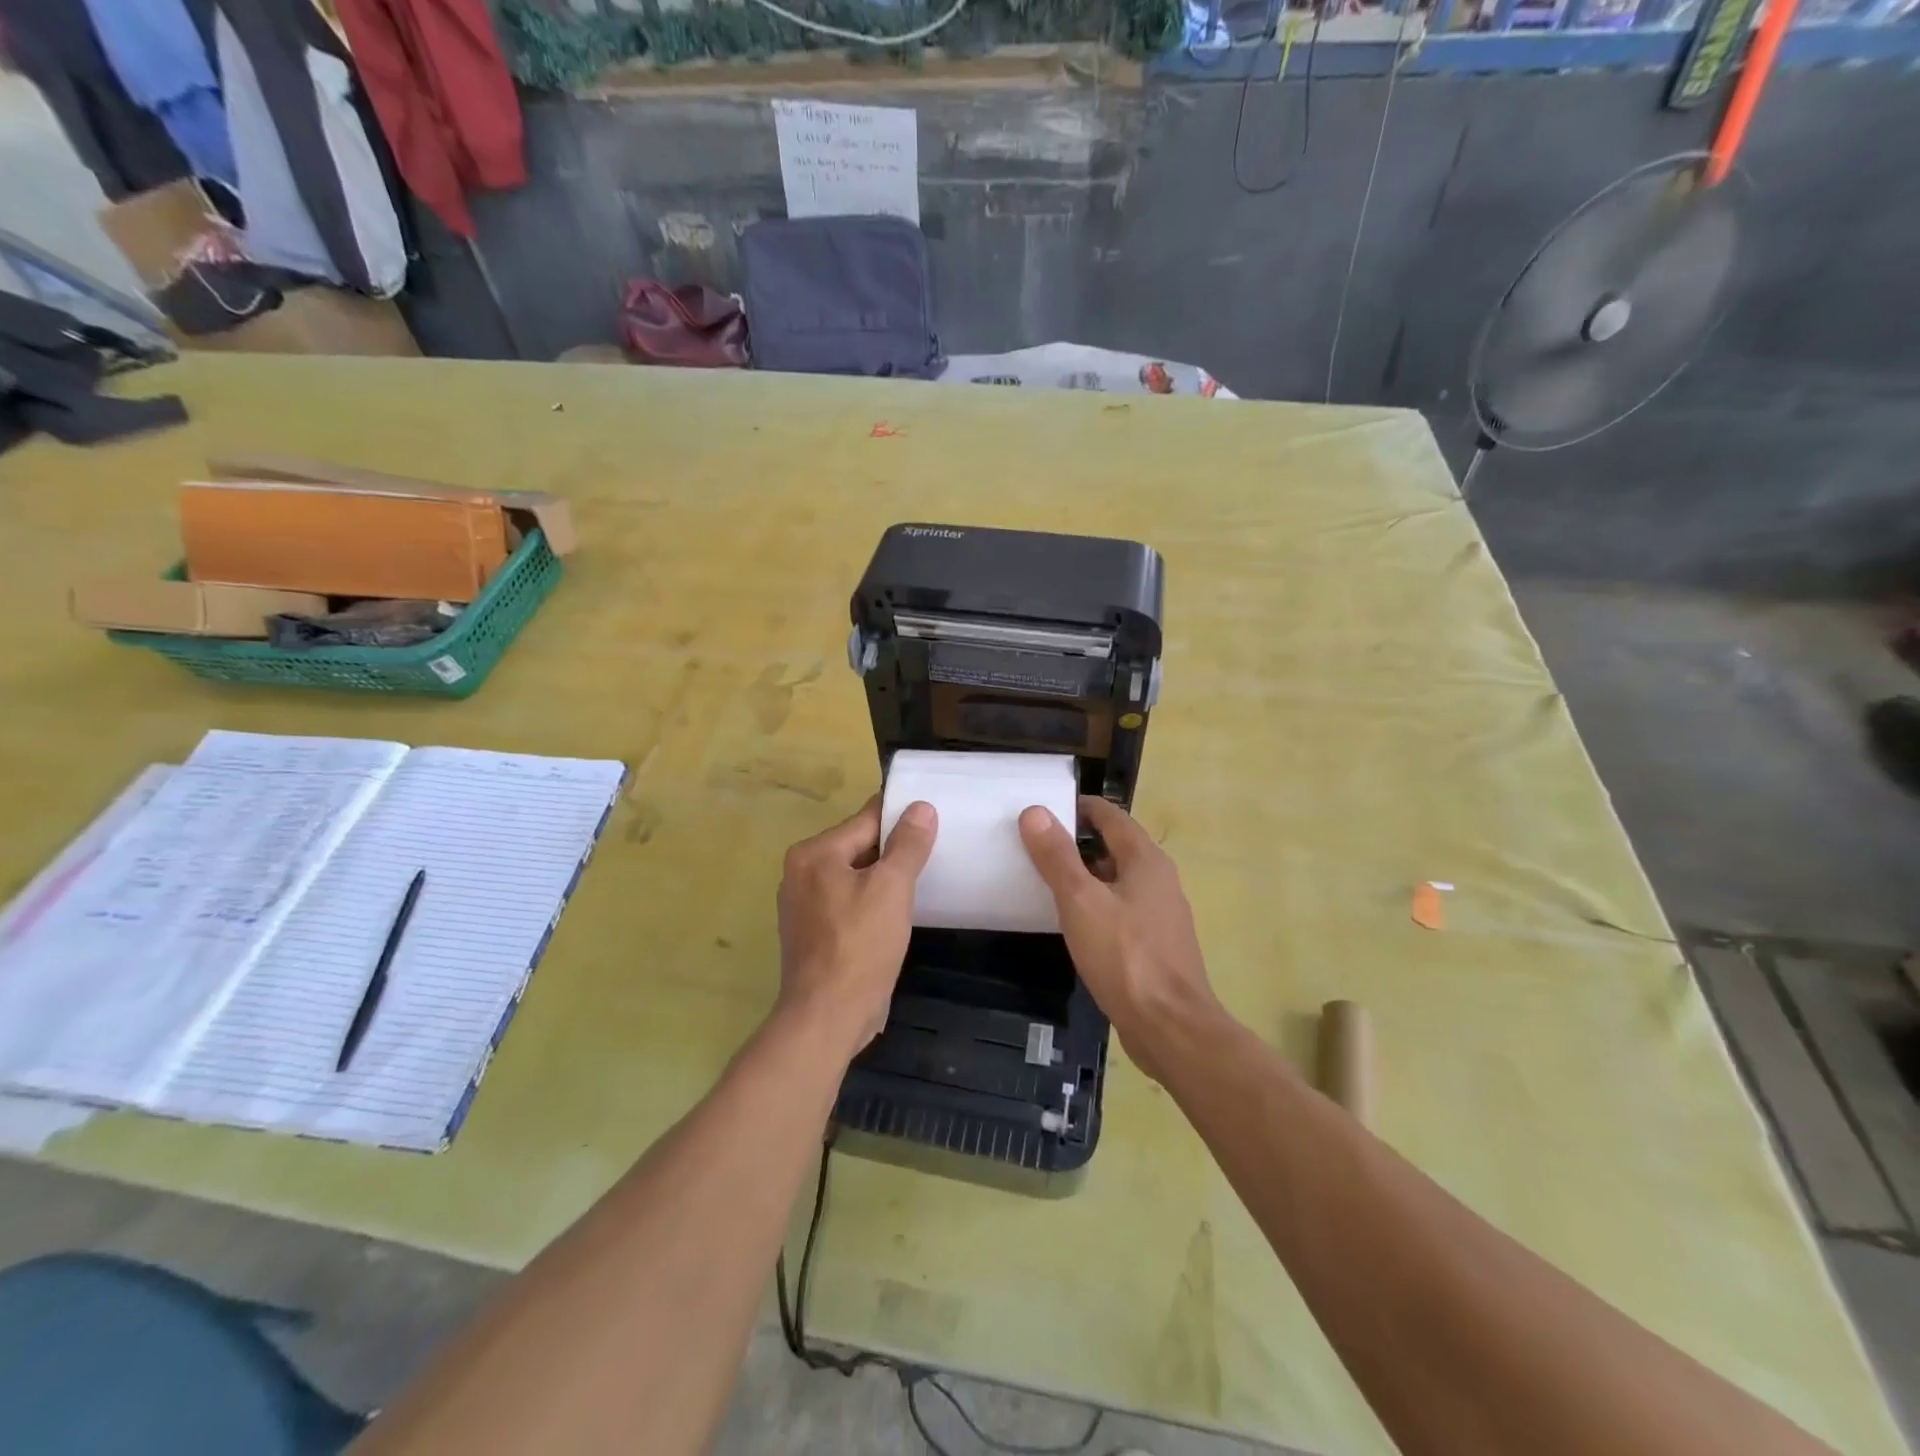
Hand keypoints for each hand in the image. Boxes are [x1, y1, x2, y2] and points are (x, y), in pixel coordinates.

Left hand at [775, 796, 936, 1058]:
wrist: (827, 1017)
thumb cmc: (860, 946)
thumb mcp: (892, 888)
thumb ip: (908, 844)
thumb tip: (921, 807)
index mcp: (814, 853)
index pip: (867, 820)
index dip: (903, 818)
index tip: (934, 818)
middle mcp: (801, 872)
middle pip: (859, 847)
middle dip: (895, 850)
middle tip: (936, 851)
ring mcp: (804, 905)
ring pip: (856, 876)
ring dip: (885, 879)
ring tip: (923, 880)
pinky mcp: (813, 933)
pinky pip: (849, 902)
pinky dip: (872, 902)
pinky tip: (897, 913)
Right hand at [1019, 796, 1221, 1081]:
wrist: (1170, 1026)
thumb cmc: (1124, 956)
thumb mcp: (1080, 901)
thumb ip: (1056, 856)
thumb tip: (1035, 811)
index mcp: (1146, 860)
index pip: (1111, 816)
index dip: (1079, 808)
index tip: (1044, 810)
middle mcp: (1159, 879)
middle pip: (1116, 846)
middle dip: (1078, 841)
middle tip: (1037, 845)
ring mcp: (1161, 914)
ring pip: (1119, 880)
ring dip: (1087, 875)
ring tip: (1047, 880)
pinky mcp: (1155, 944)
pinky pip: (1122, 909)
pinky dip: (1097, 904)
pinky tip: (1074, 922)